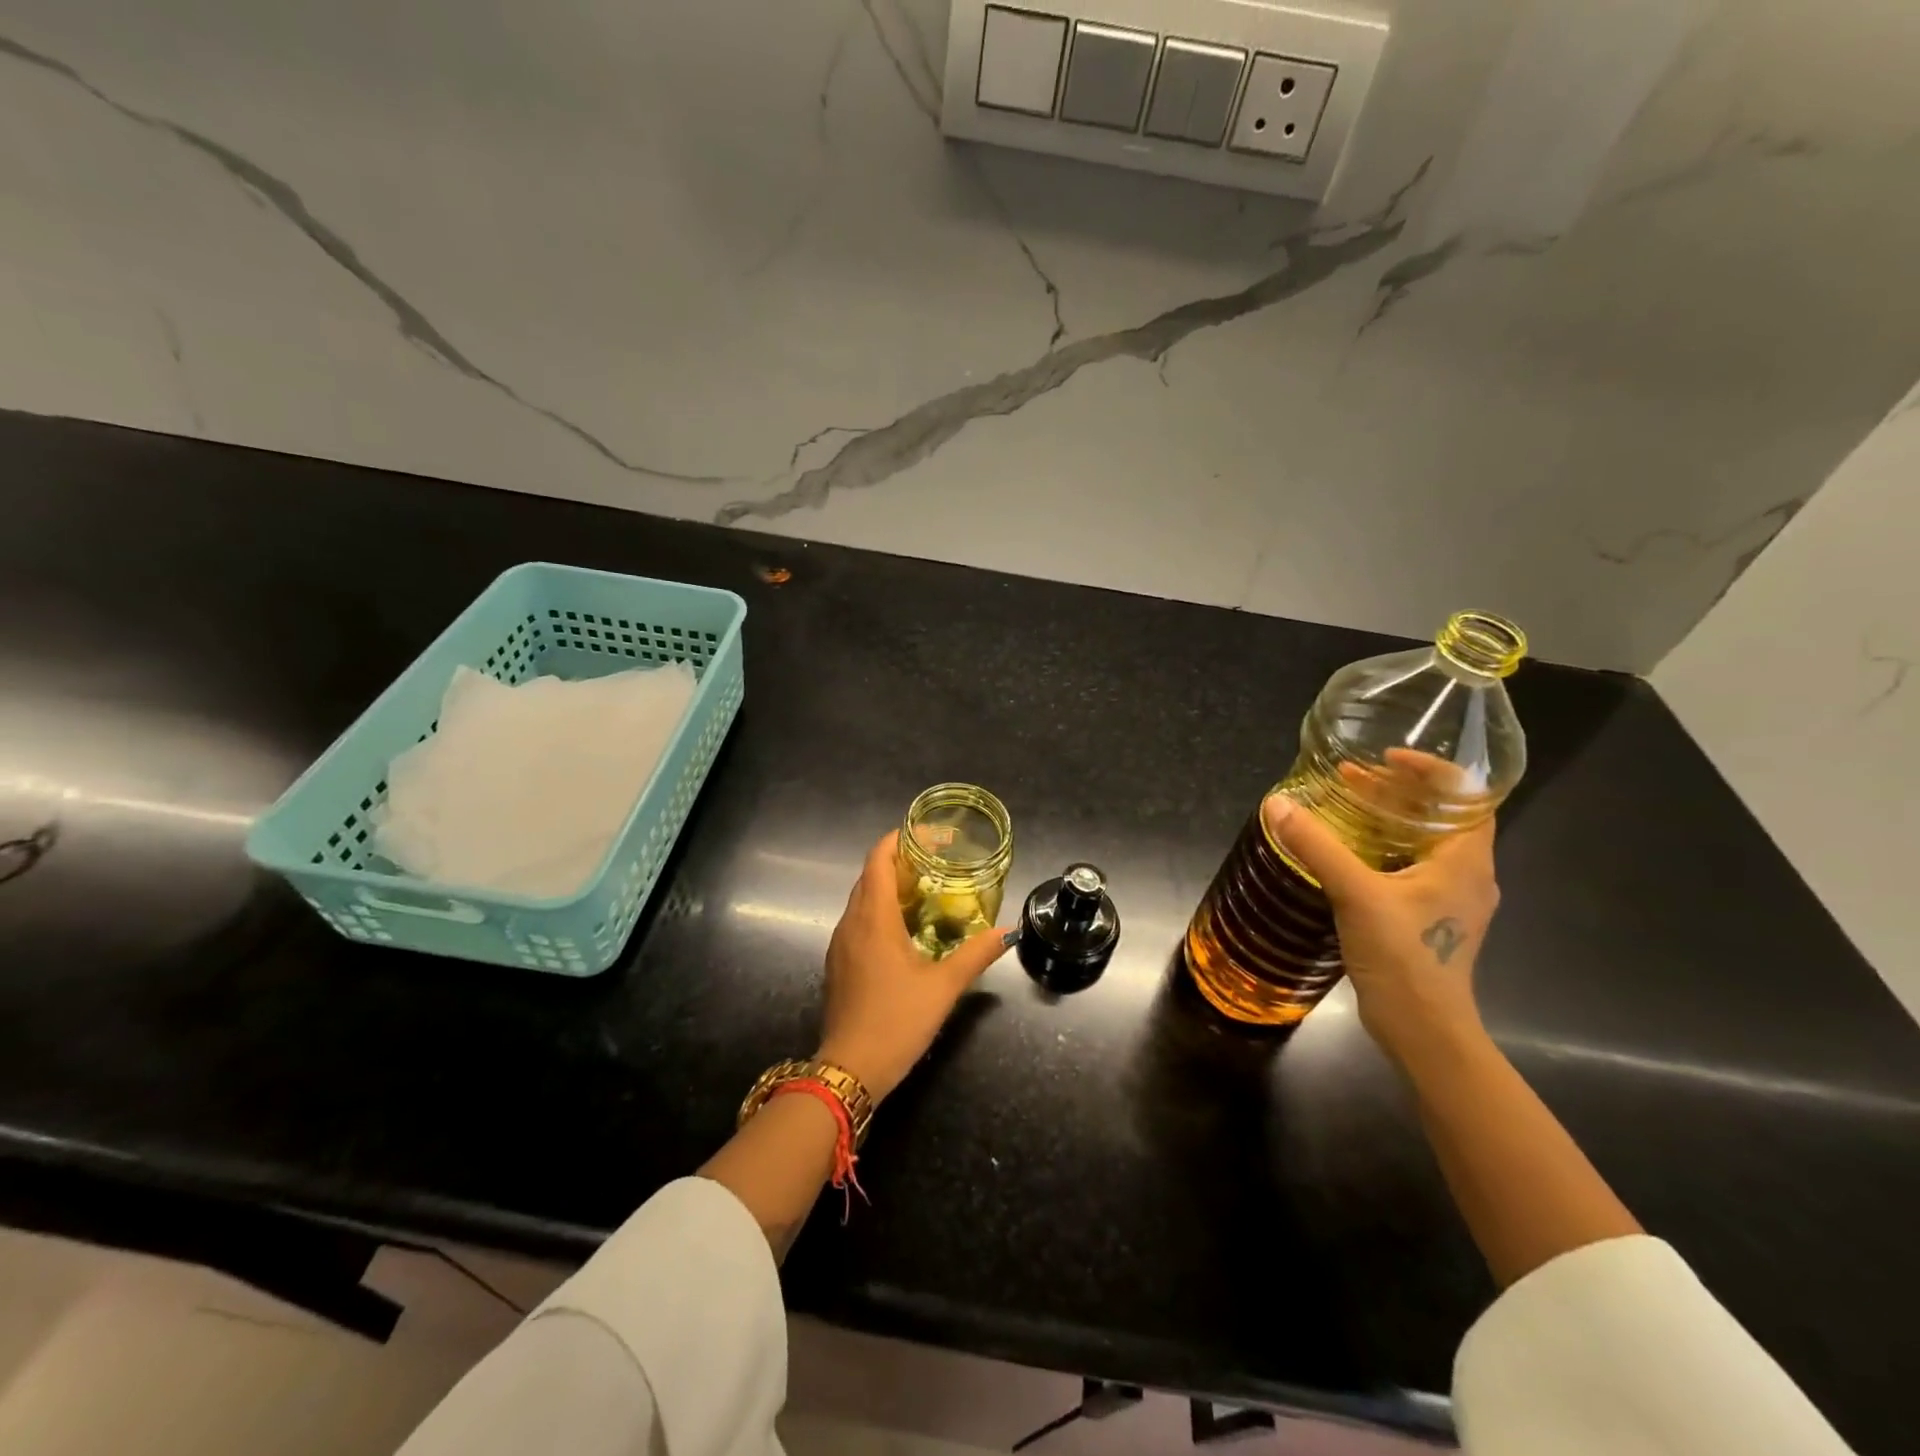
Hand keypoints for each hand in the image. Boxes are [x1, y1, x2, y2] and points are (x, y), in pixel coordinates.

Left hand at [816, 831, 1014, 1102]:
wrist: (850, 1069)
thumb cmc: (897, 1021)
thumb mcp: (943, 987)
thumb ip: (975, 955)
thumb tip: (1005, 933)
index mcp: (873, 919)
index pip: (878, 860)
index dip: (899, 839)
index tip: (928, 835)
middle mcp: (851, 923)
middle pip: (870, 876)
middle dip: (899, 861)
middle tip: (936, 863)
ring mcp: (840, 944)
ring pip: (862, 899)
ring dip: (889, 887)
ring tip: (925, 891)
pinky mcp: (838, 963)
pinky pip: (857, 921)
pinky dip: (879, 911)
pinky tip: (904, 930)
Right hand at [1263, 752, 1498, 1063]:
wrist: (1423, 1030)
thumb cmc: (1404, 956)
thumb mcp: (1356, 894)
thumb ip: (1317, 846)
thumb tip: (1277, 804)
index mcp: (1466, 861)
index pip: (1466, 796)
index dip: (1429, 769)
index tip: (1385, 759)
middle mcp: (1467, 874)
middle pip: (1441, 816)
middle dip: (1397, 792)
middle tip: (1350, 779)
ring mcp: (1450, 899)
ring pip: (1424, 842)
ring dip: (1389, 820)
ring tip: (1346, 807)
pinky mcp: (1429, 918)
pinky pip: (1411, 867)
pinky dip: (1383, 848)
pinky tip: (1348, 852)